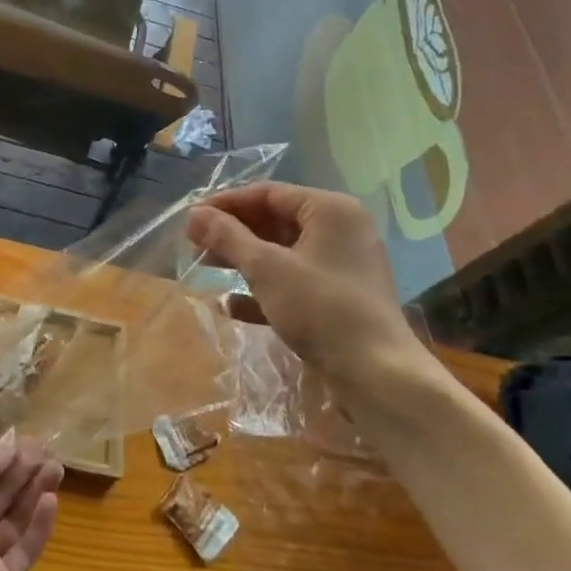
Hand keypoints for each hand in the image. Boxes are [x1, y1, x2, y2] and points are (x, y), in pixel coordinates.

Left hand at [0, 431, 61, 570]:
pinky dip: (39, 527)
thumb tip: (11, 449)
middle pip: (3, 496)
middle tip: (50, 455)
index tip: (32, 444)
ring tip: (57, 470)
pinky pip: (24, 550)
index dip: (7, 460)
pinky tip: (51, 502)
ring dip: (36, 495)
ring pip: (17, 520)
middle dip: (26, 474)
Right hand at [186, 182, 441, 406]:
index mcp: (330, 210)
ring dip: (243, 259)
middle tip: (194, 244)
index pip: (268, 193)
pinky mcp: (338, 298)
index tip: (191, 218)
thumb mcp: (266, 268)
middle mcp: (339, 230)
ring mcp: (341, 266)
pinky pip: (293, 282)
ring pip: (282, 252)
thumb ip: (228, 237)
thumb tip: (194, 213)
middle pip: (274, 220)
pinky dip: (263, 289)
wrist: (378, 376)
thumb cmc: (321, 308)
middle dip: (232, 233)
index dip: (225, 203)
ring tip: (205, 268)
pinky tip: (231, 306)